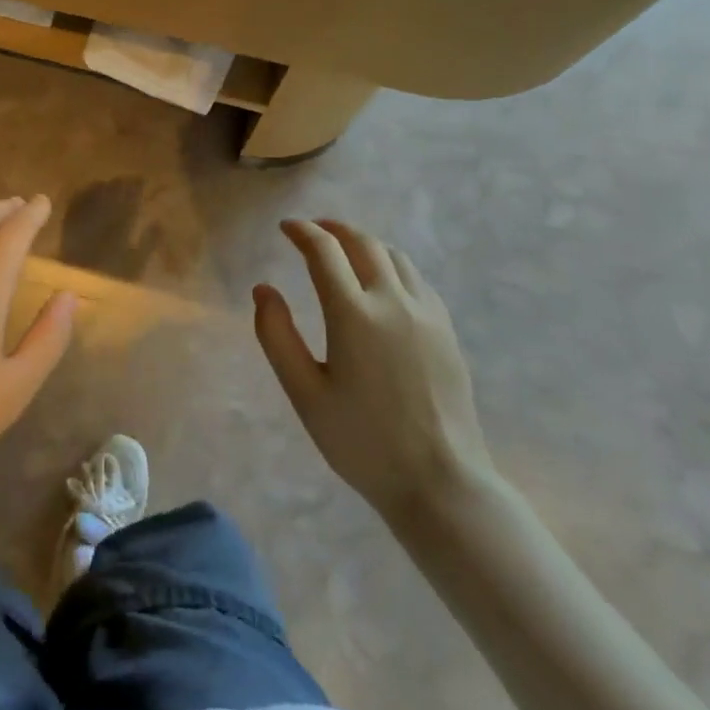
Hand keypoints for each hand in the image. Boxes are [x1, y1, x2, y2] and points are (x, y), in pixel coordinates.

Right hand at [254, 219, 494, 522]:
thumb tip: (263, 290)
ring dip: (364, 243)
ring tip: (344, 249)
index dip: (302, 232)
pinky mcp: (446, 330)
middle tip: (312, 230)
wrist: (440, 482)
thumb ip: (276, 336)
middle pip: (362, 243)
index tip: (286, 227)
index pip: (324, 251)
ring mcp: (426, 314)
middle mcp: (393, 301)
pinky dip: (391, 264)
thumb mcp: (304, 393)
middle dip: (333, 229)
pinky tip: (382, 281)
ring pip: (394, 256)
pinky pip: (416, 278)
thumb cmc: (362, 441)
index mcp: (354, 314)